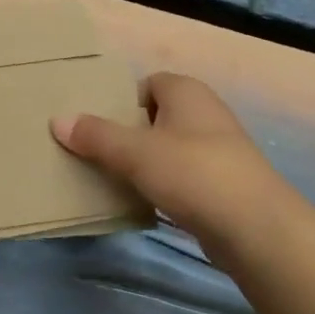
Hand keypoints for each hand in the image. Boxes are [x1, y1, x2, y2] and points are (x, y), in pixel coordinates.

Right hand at [53, 72, 295, 258]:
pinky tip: (141, 203)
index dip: (120, 102)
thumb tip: (57, 120)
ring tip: (109, 179)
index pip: (146, 84)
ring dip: (142, 163)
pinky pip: (181, 177)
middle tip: (92, 152)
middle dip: (126, 134)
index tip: (94, 125)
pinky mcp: (222, 185)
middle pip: (154, 117)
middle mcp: (204, 113)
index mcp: (186, 92)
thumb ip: (95, 136)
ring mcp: (217, 151)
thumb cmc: (194, 173)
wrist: (257, 229)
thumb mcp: (135, 152)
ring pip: (167, 149)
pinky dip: (161, 186)